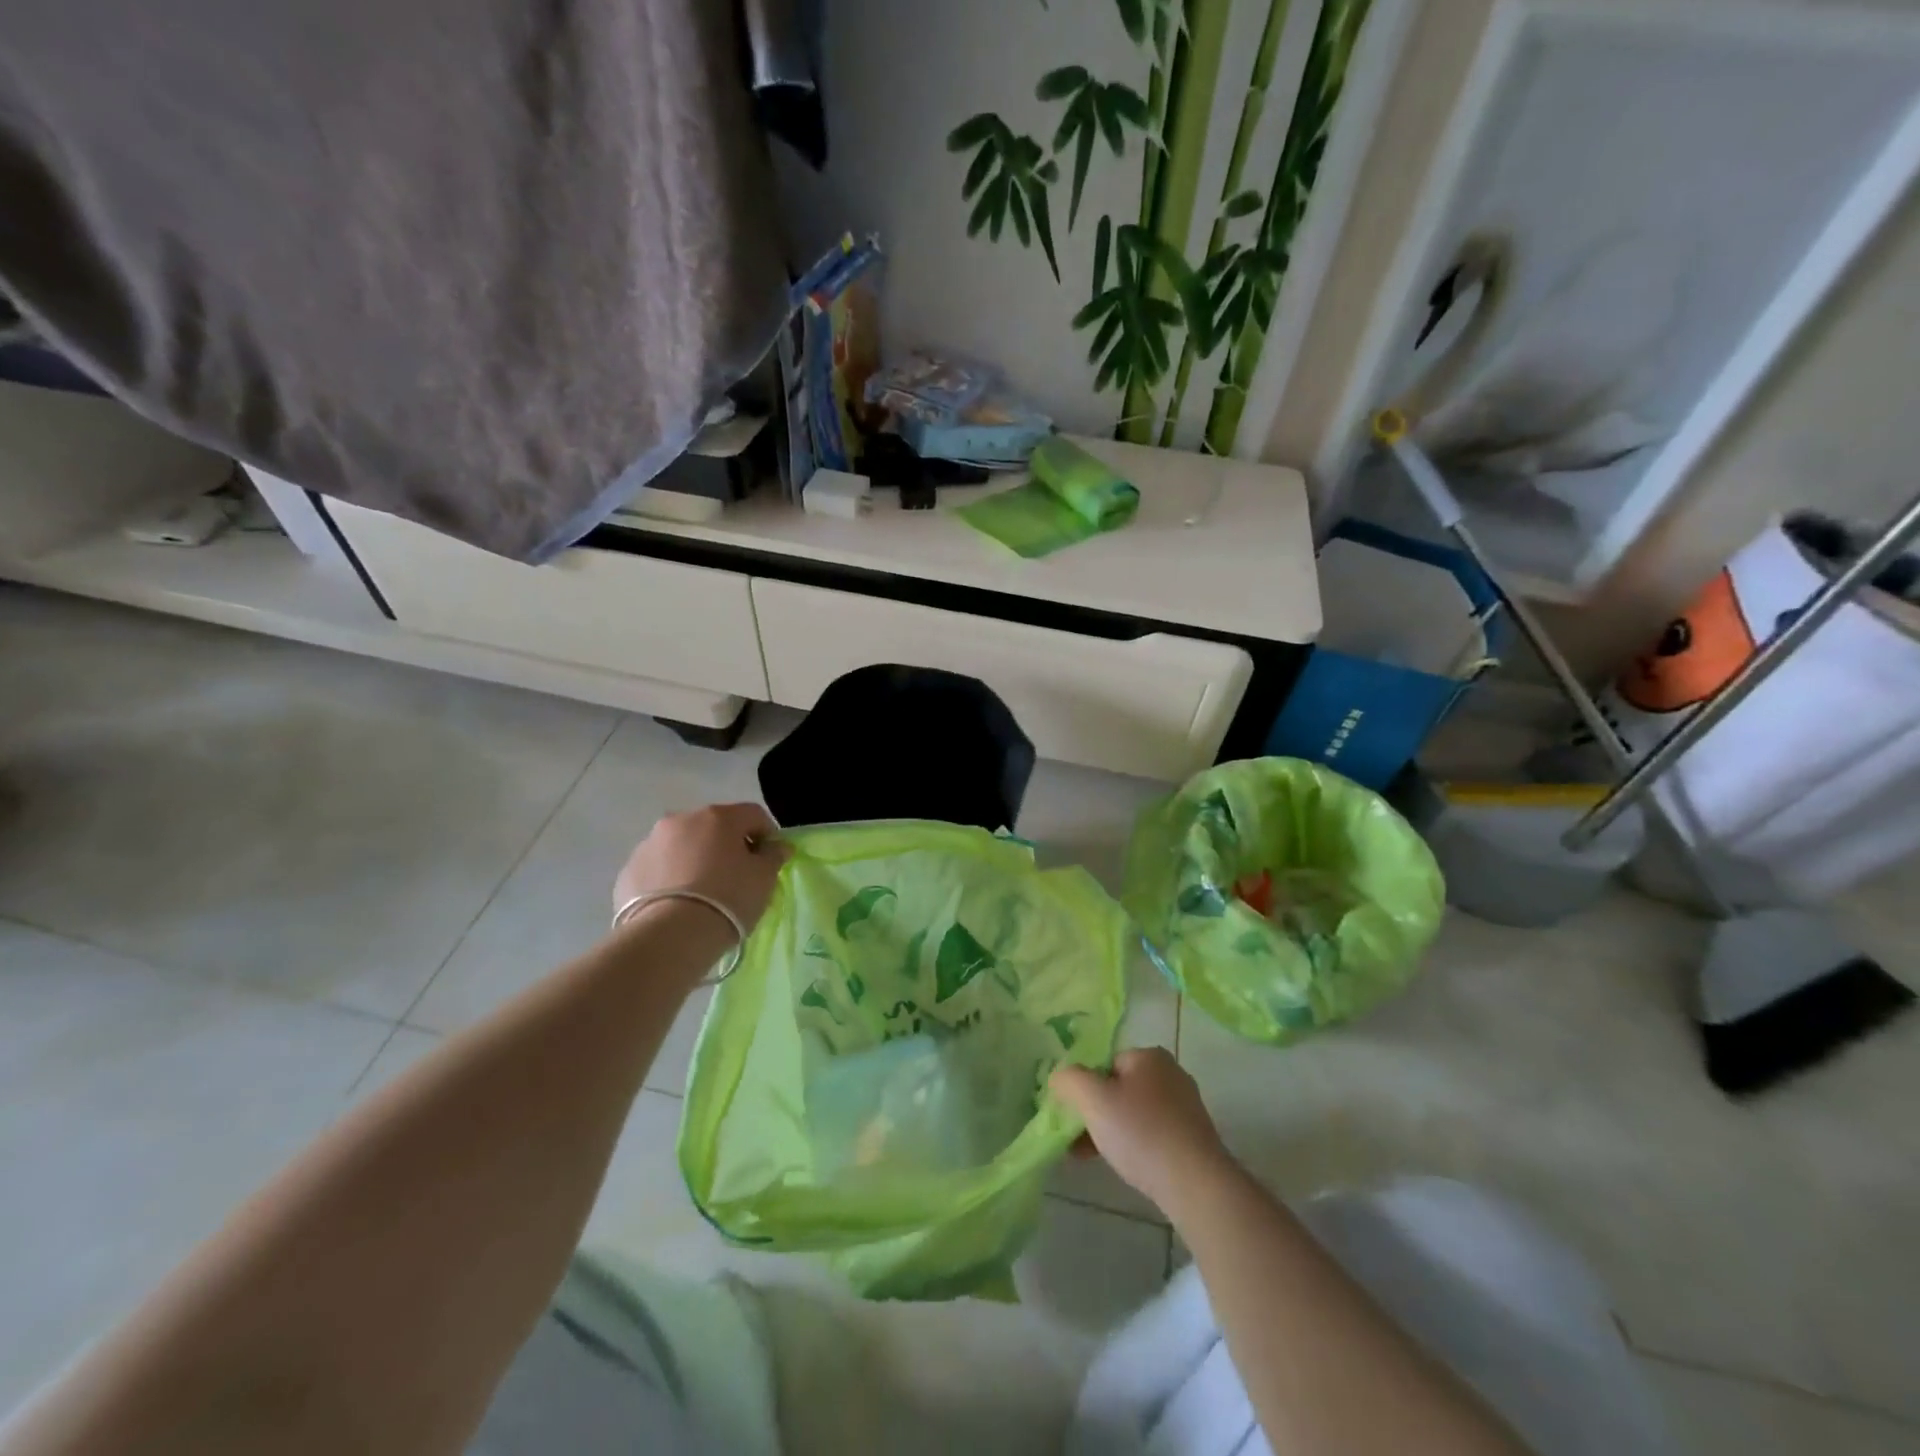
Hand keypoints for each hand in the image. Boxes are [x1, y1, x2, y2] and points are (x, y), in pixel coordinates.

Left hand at [613, 803, 788, 931]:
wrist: (670, 936)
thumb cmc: (728, 899)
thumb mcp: (764, 878)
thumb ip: (773, 856)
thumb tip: (777, 846)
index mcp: (718, 816)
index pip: (753, 814)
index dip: (767, 835)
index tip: (769, 860)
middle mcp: (681, 820)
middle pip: (714, 826)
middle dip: (727, 846)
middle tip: (736, 877)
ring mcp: (650, 843)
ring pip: (683, 846)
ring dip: (695, 859)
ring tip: (702, 894)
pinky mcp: (629, 871)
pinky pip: (659, 868)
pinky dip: (670, 878)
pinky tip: (677, 904)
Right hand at [1050, 1048, 1235, 1215]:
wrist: (1196, 1184)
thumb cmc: (1141, 1133)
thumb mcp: (1093, 1099)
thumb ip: (1069, 1079)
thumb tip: (1059, 1076)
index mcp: (1150, 1056)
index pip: (1105, 1063)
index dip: (1086, 1088)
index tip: (1075, 1115)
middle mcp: (1171, 1074)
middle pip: (1119, 1088)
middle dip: (1096, 1112)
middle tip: (1078, 1139)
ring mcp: (1185, 1106)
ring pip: (1134, 1113)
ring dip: (1111, 1131)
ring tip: (1092, 1157)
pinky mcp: (1193, 1137)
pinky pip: (1152, 1134)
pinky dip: (1134, 1145)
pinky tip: (1124, 1166)